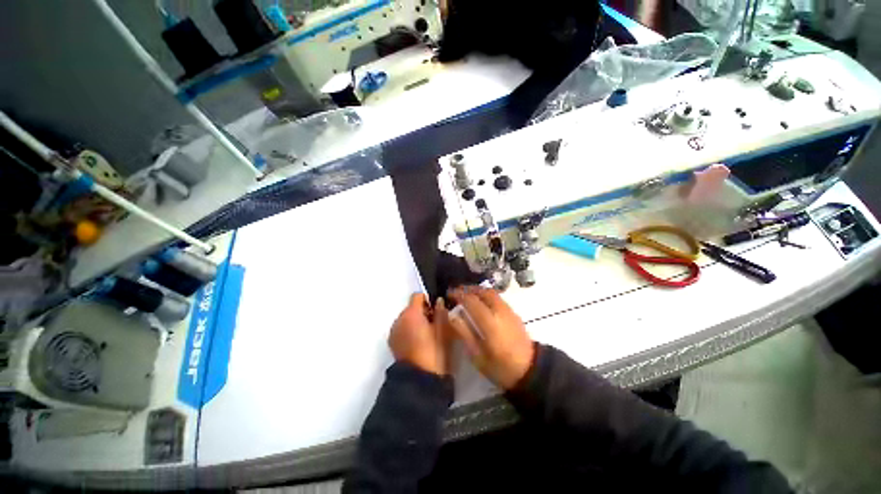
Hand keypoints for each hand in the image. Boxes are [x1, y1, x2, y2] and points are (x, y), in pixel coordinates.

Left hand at [389, 293, 450, 375]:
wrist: (419, 378)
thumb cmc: (434, 350)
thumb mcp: (443, 329)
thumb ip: (441, 311)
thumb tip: (439, 301)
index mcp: (411, 313)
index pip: (417, 296)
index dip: (427, 300)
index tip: (436, 310)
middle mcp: (399, 318)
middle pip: (410, 308)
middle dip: (421, 312)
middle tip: (433, 324)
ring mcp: (393, 331)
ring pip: (405, 319)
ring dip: (414, 322)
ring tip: (425, 335)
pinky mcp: (392, 342)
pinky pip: (401, 330)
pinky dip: (408, 331)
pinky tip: (417, 343)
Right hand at [447, 287, 534, 389]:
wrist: (530, 371)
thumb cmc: (500, 368)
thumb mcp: (477, 356)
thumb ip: (464, 333)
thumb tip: (452, 315)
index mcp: (490, 323)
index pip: (472, 301)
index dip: (459, 294)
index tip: (449, 294)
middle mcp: (500, 311)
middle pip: (483, 291)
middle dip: (469, 289)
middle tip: (457, 292)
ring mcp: (509, 311)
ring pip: (492, 293)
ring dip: (478, 291)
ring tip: (467, 295)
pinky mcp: (514, 313)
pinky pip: (497, 298)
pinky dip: (486, 296)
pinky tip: (481, 303)